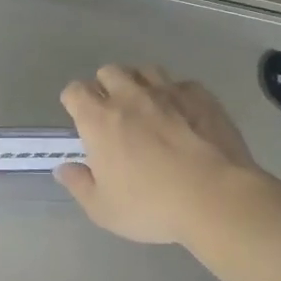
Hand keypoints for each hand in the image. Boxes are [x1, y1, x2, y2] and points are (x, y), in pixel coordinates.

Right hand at [57, 65, 263, 244]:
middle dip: (106, 86)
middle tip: (114, 112)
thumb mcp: (103, 209)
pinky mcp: (201, 96)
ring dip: (140, 83)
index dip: (74, 101)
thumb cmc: (152, 206)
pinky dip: (176, 94)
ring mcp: (168, 92)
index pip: (75, 91)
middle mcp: (130, 96)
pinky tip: (183, 114)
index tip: (80, 118)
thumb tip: (64, 169)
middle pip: (109, 72)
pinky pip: (181, 84)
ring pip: (145, 70)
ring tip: (147, 106)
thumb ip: (79, 185)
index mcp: (99, 120)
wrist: (216, 198)